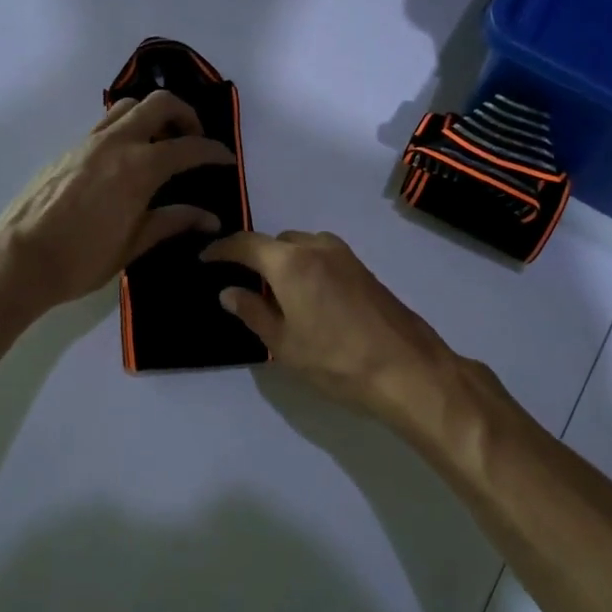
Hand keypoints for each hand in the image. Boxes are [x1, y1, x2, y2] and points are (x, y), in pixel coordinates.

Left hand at [0, 92, 235, 308]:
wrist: (19, 259)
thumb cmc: (82, 259)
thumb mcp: (134, 245)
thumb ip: (173, 222)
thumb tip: (209, 218)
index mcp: (138, 168)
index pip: (188, 147)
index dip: (213, 151)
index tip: (226, 159)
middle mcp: (115, 143)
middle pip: (159, 103)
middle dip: (185, 114)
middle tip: (194, 139)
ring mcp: (87, 142)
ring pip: (127, 105)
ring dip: (152, 114)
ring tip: (160, 142)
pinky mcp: (68, 149)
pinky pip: (105, 123)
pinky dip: (126, 128)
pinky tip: (126, 159)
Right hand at [200, 230, 457, 426]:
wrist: (407, 369)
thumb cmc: (336, 361)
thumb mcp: (284, 344)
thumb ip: (254, 312)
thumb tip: (230, 292)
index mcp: (291, 262)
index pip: (246, 244)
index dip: (221, 250)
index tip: (204, 259)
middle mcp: (318, 247)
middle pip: (277, 242)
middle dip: (256, 257)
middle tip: (242, 285)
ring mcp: (346, 256)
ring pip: (303, 247)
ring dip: (284, 261)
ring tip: (275, 294)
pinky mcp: (365, 270)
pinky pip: (324, 257)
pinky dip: (307, 267)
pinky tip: (307, 298)